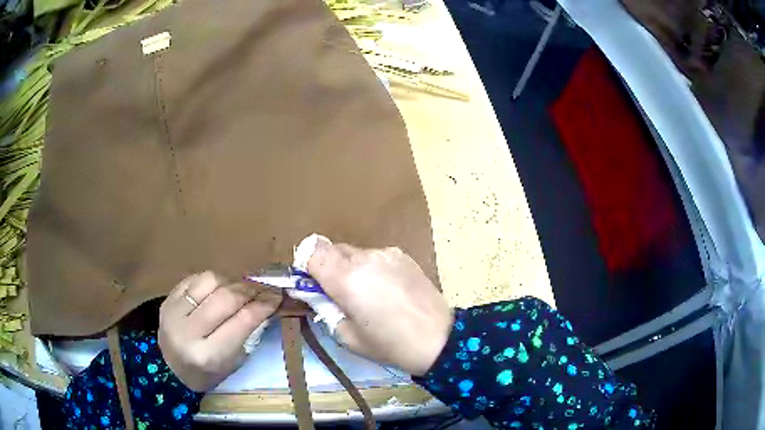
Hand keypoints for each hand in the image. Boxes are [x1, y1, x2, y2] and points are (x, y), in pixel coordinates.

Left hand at [159, 271, 281, 390]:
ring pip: (209, 281)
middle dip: (249, 290)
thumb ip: (247, 332)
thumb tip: (265, 302)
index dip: (263, 306)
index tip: (277, 296)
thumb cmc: (208, 373)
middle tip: (263, 289)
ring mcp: (174, 312)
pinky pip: (194, 278)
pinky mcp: (167, 299)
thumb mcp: (232, 361)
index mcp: (208, 355)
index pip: (242, 321)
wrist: (171, 370)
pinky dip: (212, 280)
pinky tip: (219, 288)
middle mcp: (188, 331)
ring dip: (231, 281)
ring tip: (240, 288)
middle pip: (225, 297)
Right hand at [307, 240, 452, 375]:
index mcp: (346, 278)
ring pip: (354, 253)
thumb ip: (325, 308)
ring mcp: (387, 253)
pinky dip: (371, 268)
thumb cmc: (389, 345)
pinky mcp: (403, 255)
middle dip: (328, 267)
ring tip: (368, 295)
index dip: (305, 263)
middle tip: (338, 294)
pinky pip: (375, 256)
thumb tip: (314, 293)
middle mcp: (365, 258)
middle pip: (332, 249)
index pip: (312, 249)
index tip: (310, 282)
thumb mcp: (347, 336)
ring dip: (351, 268)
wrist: (439, 340)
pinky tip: (387, 290)